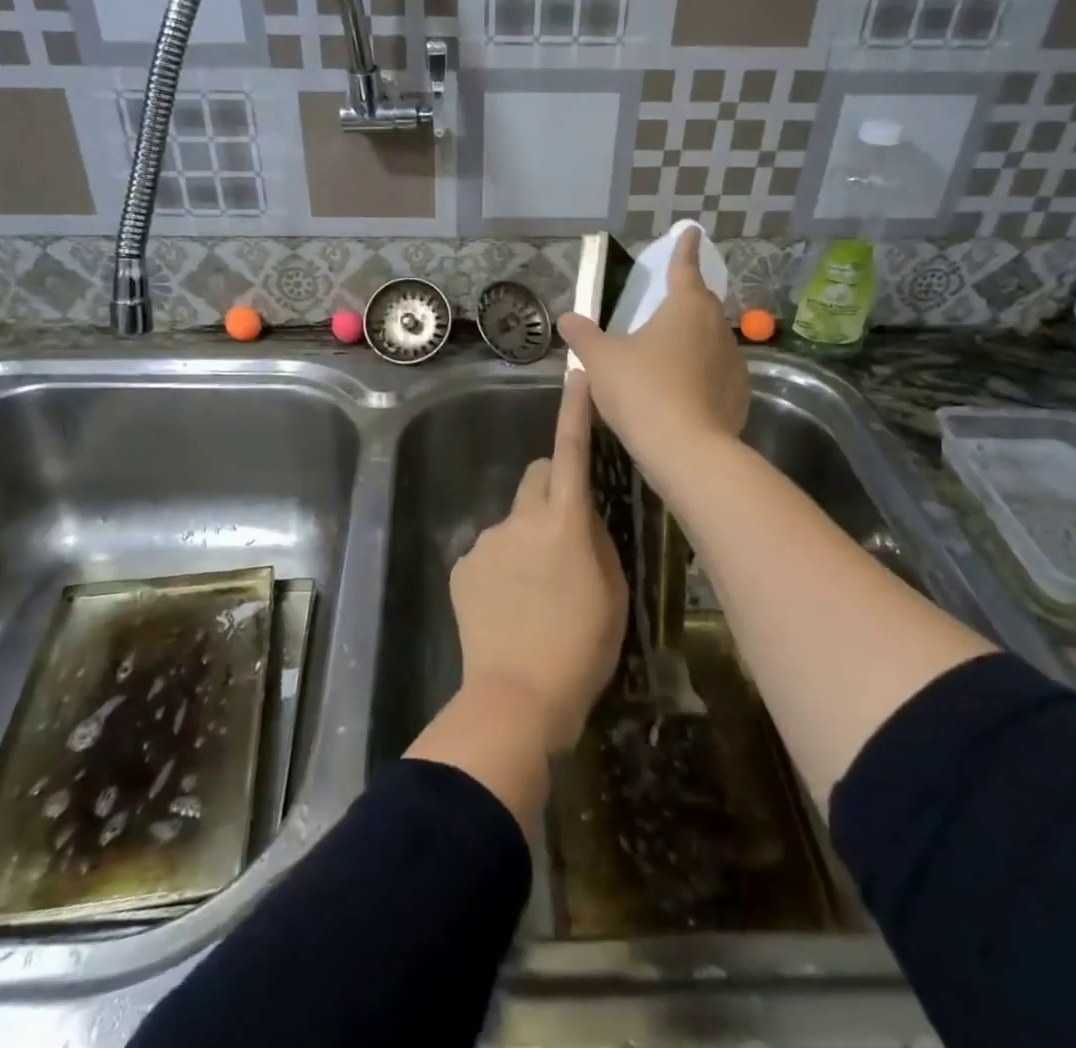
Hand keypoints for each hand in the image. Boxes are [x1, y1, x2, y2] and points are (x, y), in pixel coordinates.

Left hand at [448, 369, 625, 753]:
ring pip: (515, 518)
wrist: (515, 698)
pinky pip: (490, 549)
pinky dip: (503, 564)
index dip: (575, 413)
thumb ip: (597, 543)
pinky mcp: (463, 565)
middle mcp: (520, 520)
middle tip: (567, 529)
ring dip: (528, 536)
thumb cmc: (580, 650)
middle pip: (537, 476)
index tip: (578, 377)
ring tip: (537, 590)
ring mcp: (486, 541)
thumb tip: (584, 517)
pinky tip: (509, 607)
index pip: (572, 453)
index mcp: (564, 524)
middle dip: (554, 486)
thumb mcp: (612, 595)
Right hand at [557, 226, 749, 474]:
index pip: (685, 267)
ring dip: (691, 342)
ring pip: (710, 341)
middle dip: (685, 301)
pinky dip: (700, 375)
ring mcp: (733, 361)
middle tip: (664, 307)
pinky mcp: (739, 394)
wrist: (686, 450)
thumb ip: (584, 336)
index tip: (692, 232)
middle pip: (700, 304)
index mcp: (686, 306)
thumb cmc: (641, 390)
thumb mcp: (600, 361)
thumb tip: (567, 318)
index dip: (684, 248)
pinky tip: (681, 393)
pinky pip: (716, 374)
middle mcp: (716, 327)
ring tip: (666, 358)